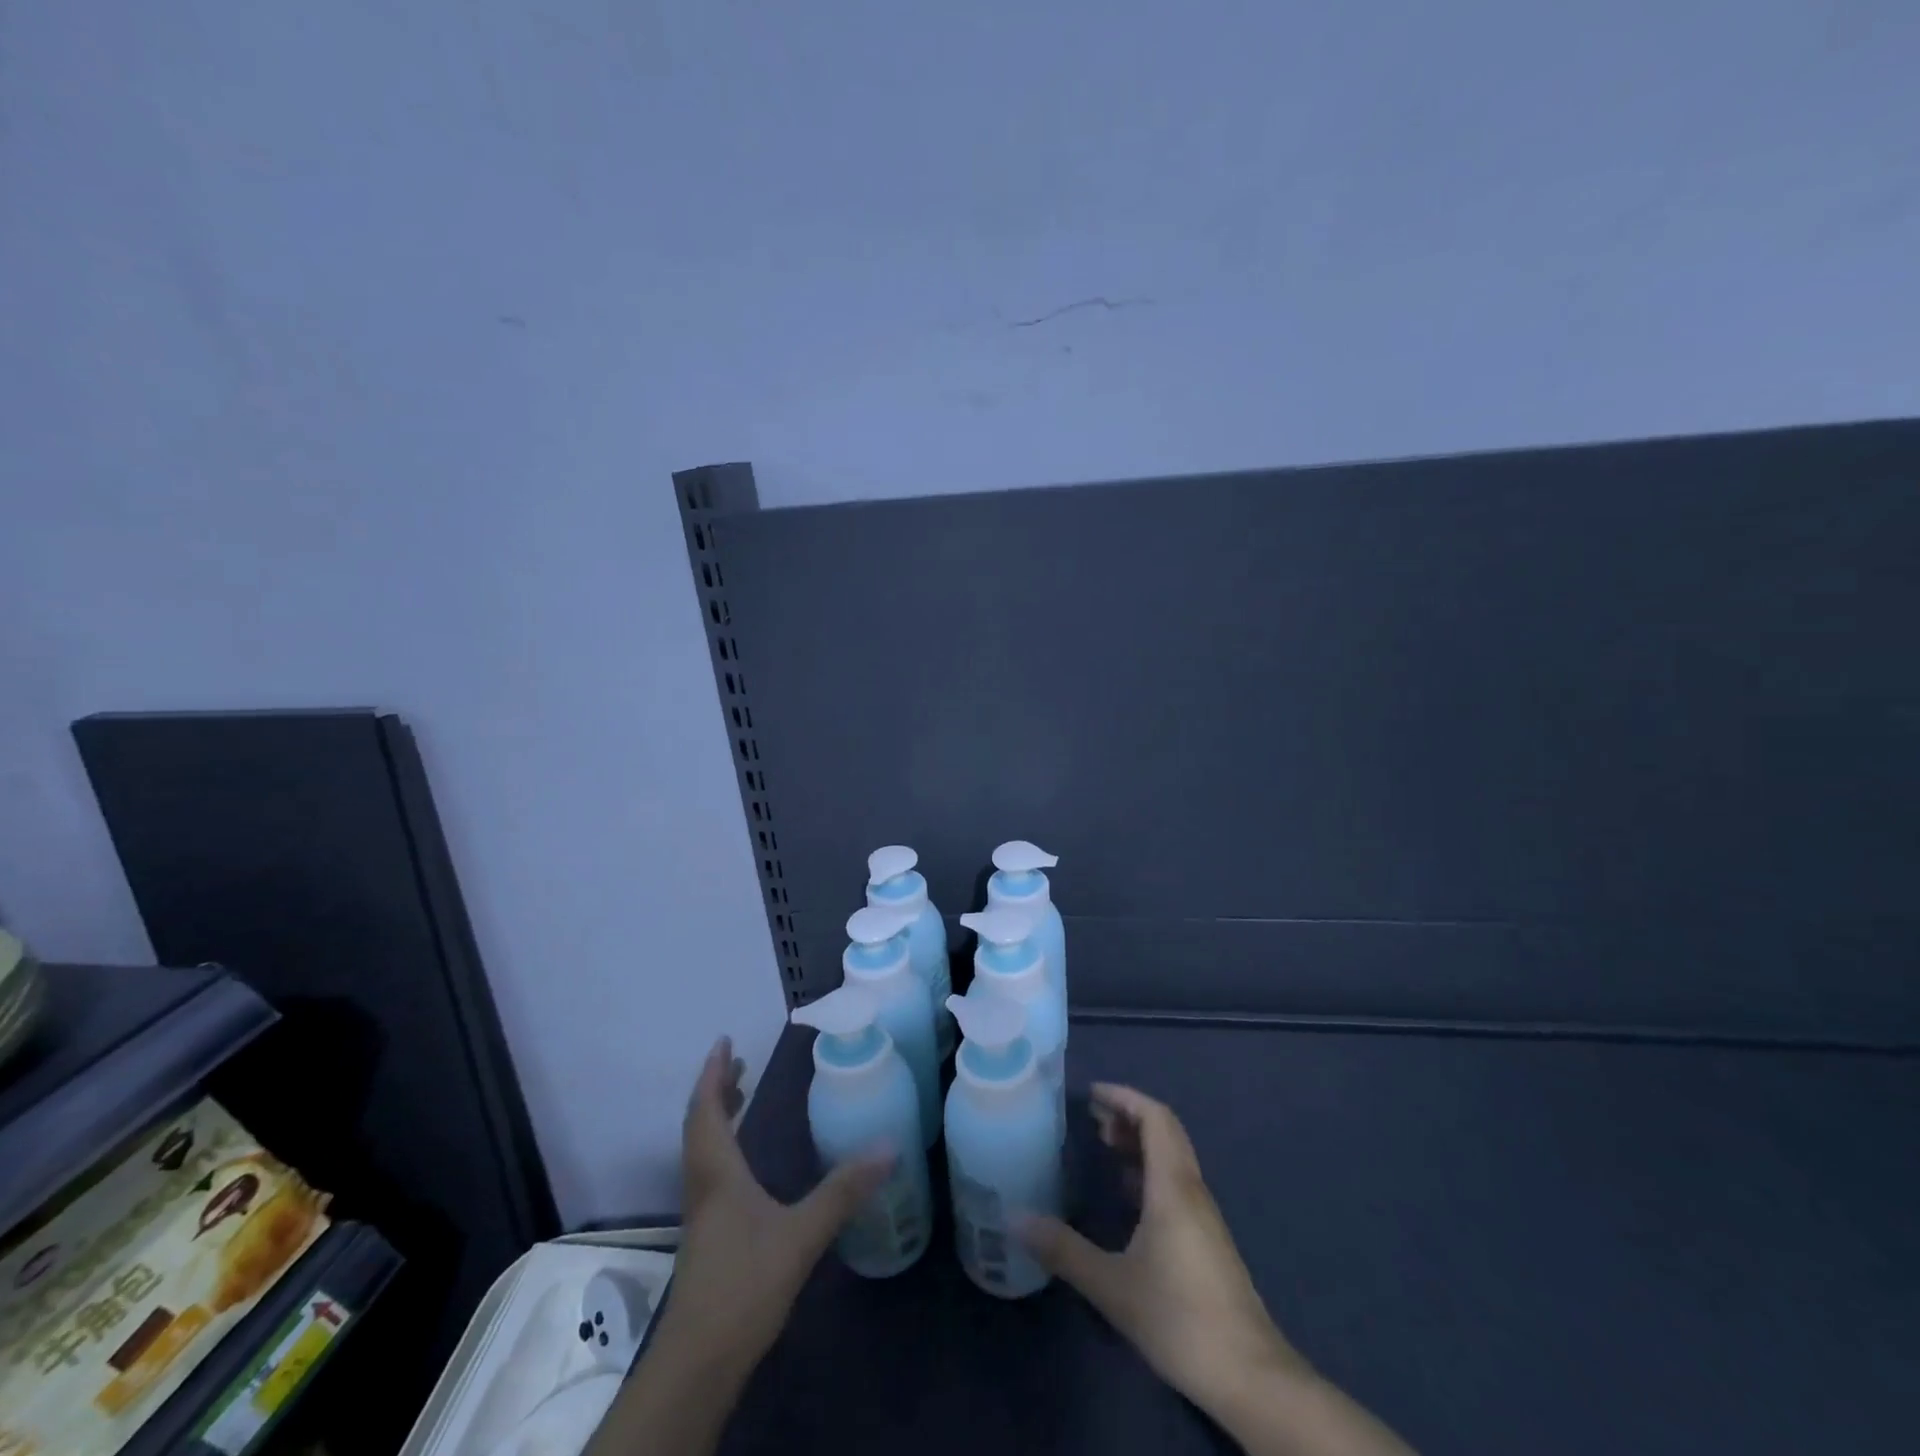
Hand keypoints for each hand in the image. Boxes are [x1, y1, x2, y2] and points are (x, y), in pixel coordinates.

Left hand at [657, 1037, 891, 1371]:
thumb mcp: (801, 1236)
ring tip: (740, 1095)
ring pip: (703, 1149)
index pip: (706, 1110)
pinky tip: (748, 1163)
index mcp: (718, 1173)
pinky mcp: (707, 1235)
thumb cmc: (745, 1286)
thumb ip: (843, 1191)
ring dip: (718, 1116)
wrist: (700, 1361)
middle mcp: (704, 1184)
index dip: (713, 1074)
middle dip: (717, 1089)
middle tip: (738, 1063)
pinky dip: (724, 1146)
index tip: (724, 1042)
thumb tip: (887, 1146)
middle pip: (700, 1125)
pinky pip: (711, 1171)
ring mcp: (702, 1212)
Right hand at [1017, 1084, 1299, 1412]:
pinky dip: (1149, 1171)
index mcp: (1173, 1186)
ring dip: (1140, 1142)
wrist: (1251, 1377)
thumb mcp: (1112, 1286)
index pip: (1155, 1117)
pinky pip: (1176, 1183)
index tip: (1091, 1094)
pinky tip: (1128, 1195)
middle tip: (1092, 1117)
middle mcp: (1192, 1190)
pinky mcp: (1207, 1240)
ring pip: (1173, 1157)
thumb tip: (1015, 1218)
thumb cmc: (1180, 1318)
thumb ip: (1064, 1250)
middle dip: (1129, 1115)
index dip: (1124, 1097)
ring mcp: (1203, 1216)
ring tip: (1105, 1145)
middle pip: (1165, 1131)